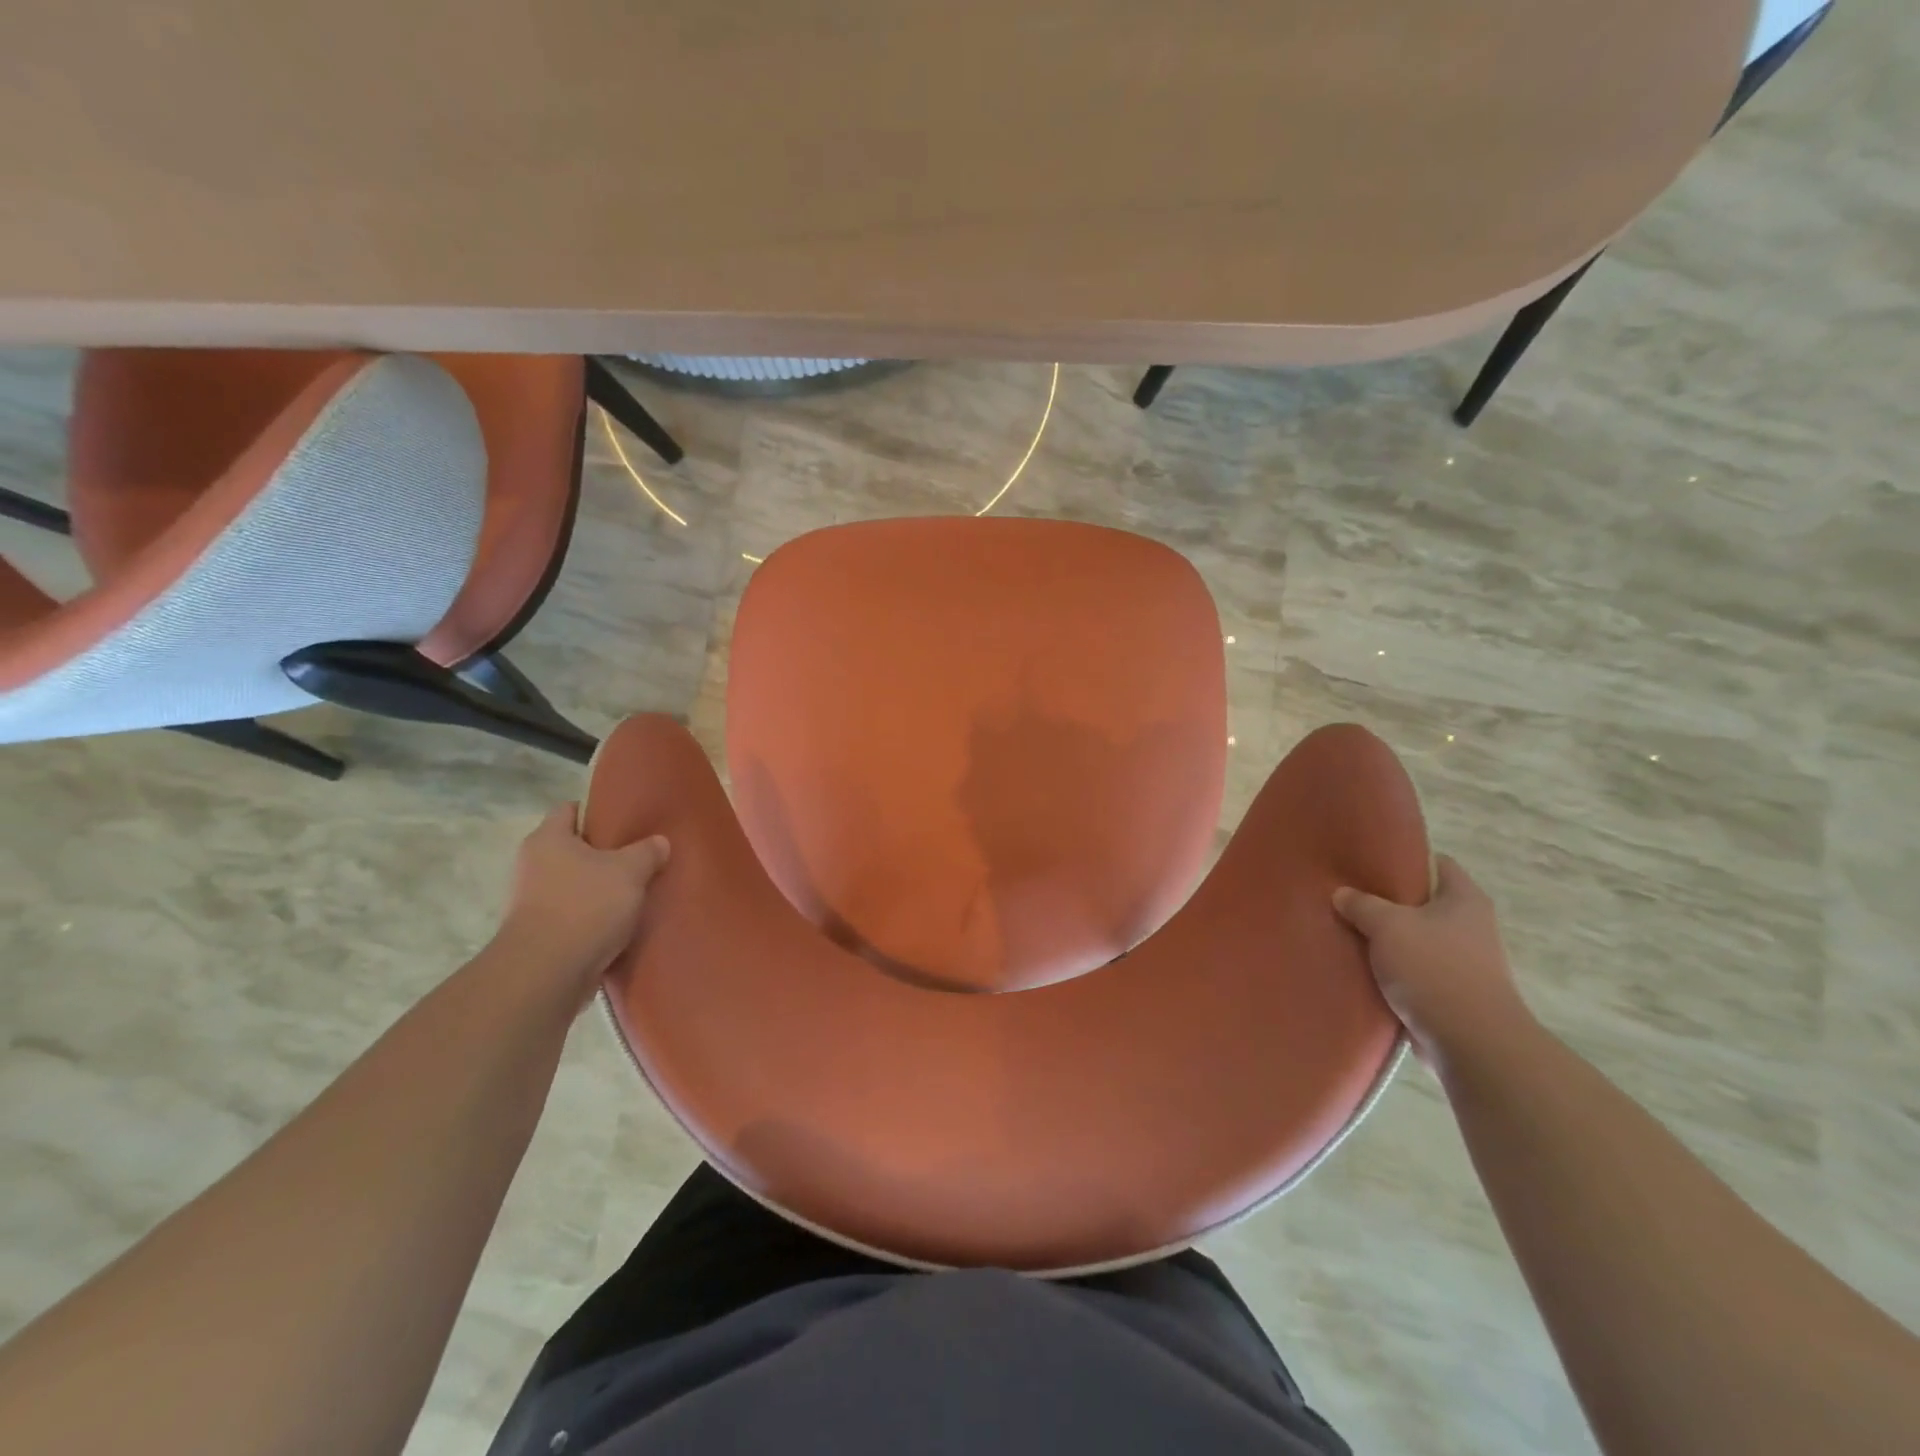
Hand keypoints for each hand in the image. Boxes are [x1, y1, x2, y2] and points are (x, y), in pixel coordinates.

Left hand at [494, 804, 669, 1001]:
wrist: (547, 973)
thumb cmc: (586, 906)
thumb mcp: (630, 871)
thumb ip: (647, 852)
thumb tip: (659, 842)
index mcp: (548, 839)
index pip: (569, 809)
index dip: (597, 811)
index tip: (626, 821)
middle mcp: (533, 865)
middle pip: (573, 849)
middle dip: (604, 854)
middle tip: (639, 857)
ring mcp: (532, 902)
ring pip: (574, 884)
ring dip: (600, 888)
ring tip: (634, 893)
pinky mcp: (539, 934)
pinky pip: (573, 915)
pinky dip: (593, 918)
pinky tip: (621, 923)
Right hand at [1332, 855, 1533, 1068]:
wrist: (1470, 1041)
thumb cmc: (1433, 968)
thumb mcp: (1387, 925)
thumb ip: (1362, 905)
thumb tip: (1342, 894)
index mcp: (1465, 899)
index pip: (1438, 864)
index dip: (1405, 860)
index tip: (1370, 864)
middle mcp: (1472, 926)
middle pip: (1423, 903)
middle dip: (1388, 903)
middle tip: (1350, 898)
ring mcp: (1466, 962)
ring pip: (1417, 939)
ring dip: (1389, 940)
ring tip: (1350, 933)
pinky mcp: (1454, 994)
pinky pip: (1416, 971)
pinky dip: (1394, 970)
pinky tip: (1363, 968)